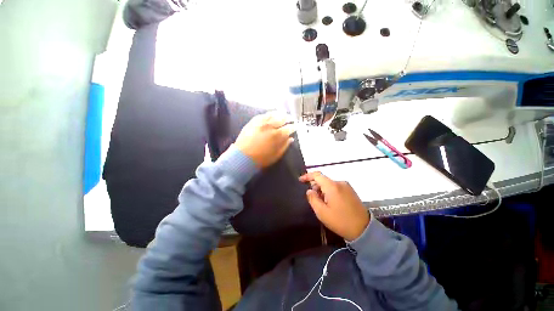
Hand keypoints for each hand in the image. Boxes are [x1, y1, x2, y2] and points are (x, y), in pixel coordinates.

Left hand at [235, 112, 295, 167]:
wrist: (242, 157)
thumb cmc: (261, 159)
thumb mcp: (276, 155)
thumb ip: (284, 146)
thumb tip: (290, 139)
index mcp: (277, 135)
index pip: (288, 128)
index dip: (293, 127)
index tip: (295, 127)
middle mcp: (270, 126)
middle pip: (281, 119)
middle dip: (288, 118)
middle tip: (291, 118)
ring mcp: (261, 122)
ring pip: (273, 115)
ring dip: (279, 114)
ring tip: (283, 113)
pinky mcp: (253, 122)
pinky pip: (263, 115)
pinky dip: (268, 114)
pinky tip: (271, 114)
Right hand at [299, 172, 369, 240]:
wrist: (363, 229)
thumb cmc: (340, 221)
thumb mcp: (322, 212)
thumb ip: (313, 199)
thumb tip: (309, 190)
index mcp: (332, 186)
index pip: (317, 175)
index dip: (307, 176)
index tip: (300, 180)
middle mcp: (340, 183)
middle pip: (323, 180)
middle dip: (316, 187)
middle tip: (313, 199)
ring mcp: (347, 186)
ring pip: (329, 184)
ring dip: (323, 190)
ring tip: (323, 203)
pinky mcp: (351, 191)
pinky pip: (336, 187)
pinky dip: (330, 192)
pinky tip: (331, 203)